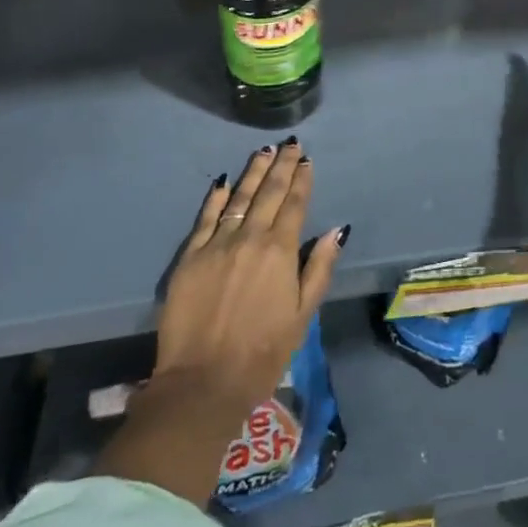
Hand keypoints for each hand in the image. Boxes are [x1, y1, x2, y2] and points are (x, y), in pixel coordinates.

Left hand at [154, 139, 346, 416]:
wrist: (202, 382)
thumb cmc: (262, 353)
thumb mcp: (303, 315)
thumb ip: (319, 268)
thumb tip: (337, 230)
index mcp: (280, 250)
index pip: (294, 204)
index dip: (302, 180)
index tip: (307, 160)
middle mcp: (250, 237)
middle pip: (269, 192)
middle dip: (281, 165)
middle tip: (290, 144)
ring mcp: (217, 244)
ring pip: (238, 197)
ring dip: (253, 172)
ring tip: (264, 151)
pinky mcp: (190, 257)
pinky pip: (205, 217)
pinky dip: (216, 197)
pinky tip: (223, 181)